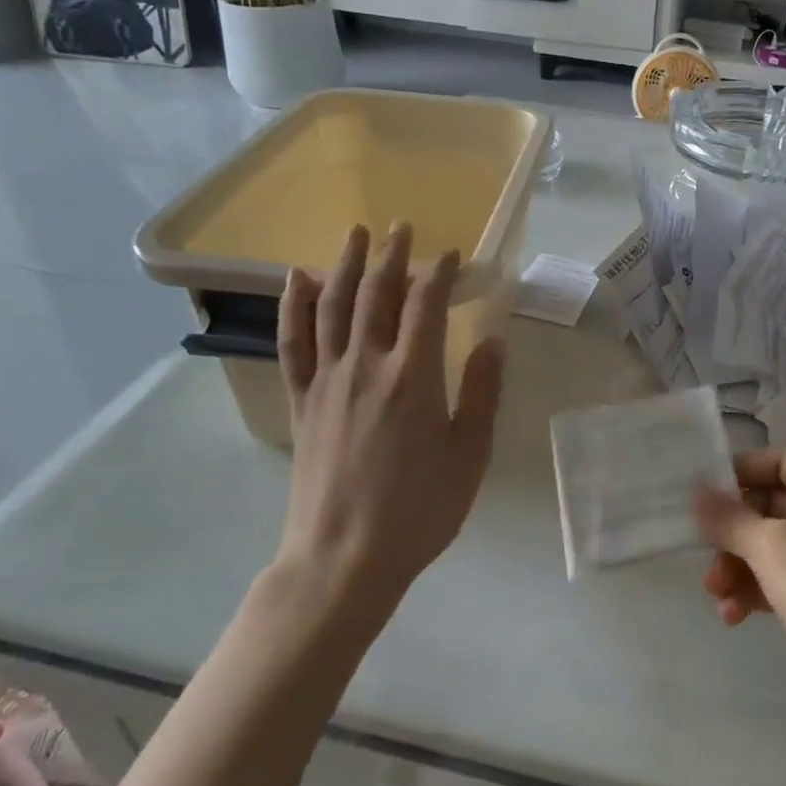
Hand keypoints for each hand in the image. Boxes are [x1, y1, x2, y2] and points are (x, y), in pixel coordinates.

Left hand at [276, 224, 503, 605]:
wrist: (343, 557)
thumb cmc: (418, 510)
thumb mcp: (470, 456)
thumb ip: (483, 393)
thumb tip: (493, 340)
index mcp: (414, 377)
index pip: (426, 304)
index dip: (440, 273)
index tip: (452, 255)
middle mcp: (366, 365)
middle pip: (377, 294)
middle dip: (392, 256)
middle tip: (400, 227)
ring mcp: (326, 380)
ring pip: (333, 306)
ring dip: (345, 264)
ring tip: (354, 234)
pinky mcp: (300, 400)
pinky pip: (292, 341)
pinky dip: (294, 305)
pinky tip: (297, 279)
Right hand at [694, 448, 785, 739]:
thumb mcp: (773, 548)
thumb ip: (730, 518)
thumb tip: (697, 491)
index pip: (781, 460)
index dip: (743, 470)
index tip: (705, 492)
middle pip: (771, 505)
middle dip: (733, 530)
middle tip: (702, 549)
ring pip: (772, 546)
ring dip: (738, 565)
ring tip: (715, 592)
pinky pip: (782, 580)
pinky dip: (756, 591)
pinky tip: (733, 615)